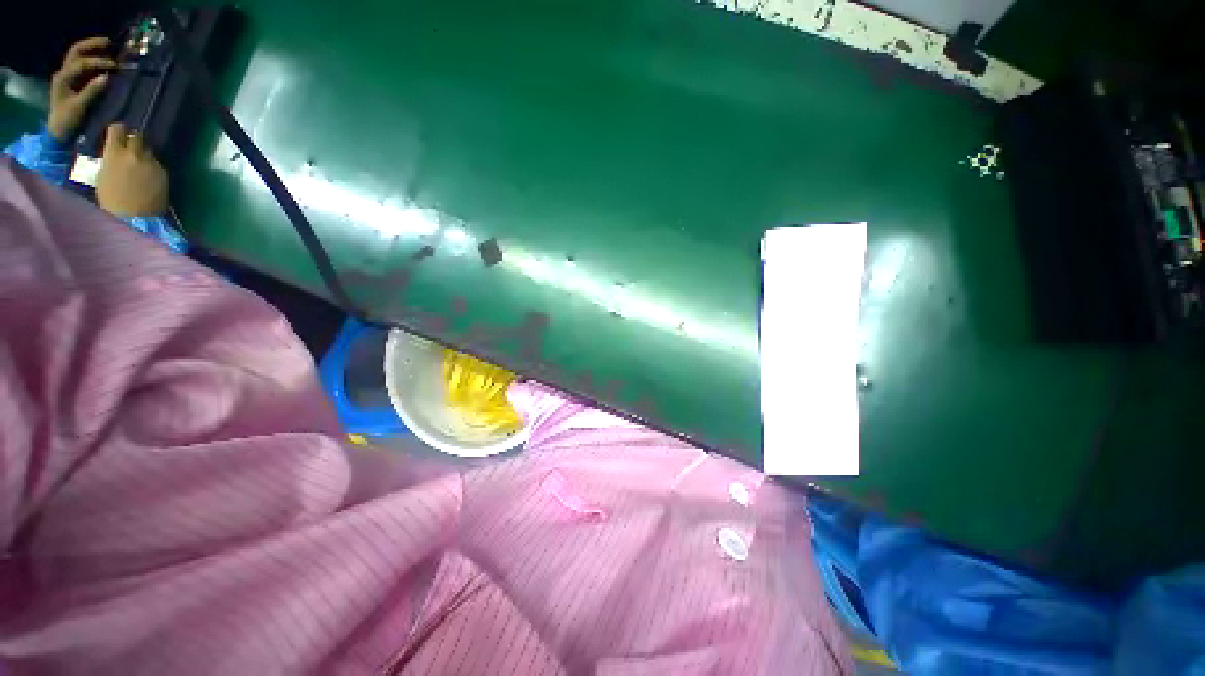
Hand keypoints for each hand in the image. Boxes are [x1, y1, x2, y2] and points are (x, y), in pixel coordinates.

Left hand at [47, 37, 115, 141]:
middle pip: (77, 51)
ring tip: (109, 48)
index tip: (114, 67)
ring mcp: (68, 77)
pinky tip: (104, 61)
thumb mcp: (80, 107)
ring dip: (93, 49)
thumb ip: (92, 91)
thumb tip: (108, 77)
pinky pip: (83, 64)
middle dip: (92, 45)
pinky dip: (93, 59)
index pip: (82, 62)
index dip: (98, 62)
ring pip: (79, 55)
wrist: (59, 134)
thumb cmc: (68, 122)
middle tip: (110, 43)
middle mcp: (64, 73)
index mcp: (63, 78)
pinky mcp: (74, 82)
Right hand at [96, 124, 169, 217]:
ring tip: (139, 166)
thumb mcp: (103, 175)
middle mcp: (134, 153)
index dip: (118, 131)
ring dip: (144, 155)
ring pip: (148, 151)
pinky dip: (152, 168)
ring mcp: (151, 162)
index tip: (117, 136)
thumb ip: (111, 159)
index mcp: (114, 153)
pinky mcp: (163, 172)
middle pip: (137, 136)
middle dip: (134, 141)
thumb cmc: (111, 200)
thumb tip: (116, 152)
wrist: (134, 217)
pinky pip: (156, 164)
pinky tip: (148, 178)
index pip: (118, 129)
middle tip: (130, 150)